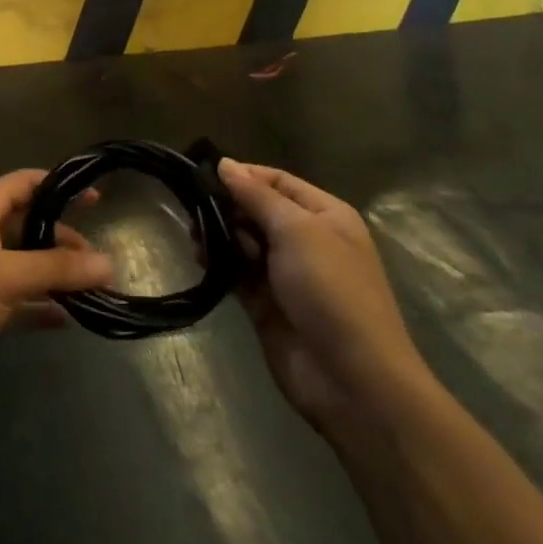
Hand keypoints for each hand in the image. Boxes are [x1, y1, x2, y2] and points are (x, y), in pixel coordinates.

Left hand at [0, 170, 114, 410]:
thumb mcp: (4, 275)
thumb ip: (56, 268)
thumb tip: (109, 263)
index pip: (24, 184)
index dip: (58, 186)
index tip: (96, 198)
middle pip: (29, 226)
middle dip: (63, 239)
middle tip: (99, 260)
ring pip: (26, 265)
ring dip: (56, 275)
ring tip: (96, 288)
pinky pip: (19, 301)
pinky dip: (41, 306)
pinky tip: (69, 318)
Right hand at [218, 160, 430, 432]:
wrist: (351, 379)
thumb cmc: (331, 291)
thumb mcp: (297, 231)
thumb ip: (258, 197)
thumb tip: (225, 164)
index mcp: (326, 216)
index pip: (279, 181)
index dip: (244, 175)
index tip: (203, 172)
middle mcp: (307, 240)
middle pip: (258, 210)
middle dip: (227, 205)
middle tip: (191, 205)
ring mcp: (285, 274)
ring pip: (244, 241)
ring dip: (219, 234)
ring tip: (192, 233)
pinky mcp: (265, 304)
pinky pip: (237, 272)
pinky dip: (219, 262)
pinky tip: (198, 256)